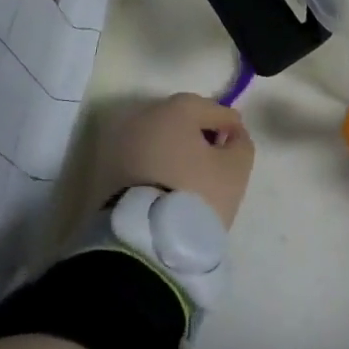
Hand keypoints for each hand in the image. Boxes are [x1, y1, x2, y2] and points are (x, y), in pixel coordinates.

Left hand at [103, 92, 254, 227]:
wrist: (144, 239)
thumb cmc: (197, 193)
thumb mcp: (236, 168)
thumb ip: (241, 143)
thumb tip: (232, 136)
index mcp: (177, 109)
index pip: (213, 109)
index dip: (231, 125)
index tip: (238, 145)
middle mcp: (144, 116)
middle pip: (182, 119)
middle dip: (200, 133)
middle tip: (216, 158)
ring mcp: (121, 141)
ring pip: (159, 138)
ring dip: (176, 149)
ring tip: (192, 175)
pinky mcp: (107, 168)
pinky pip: (142, 158)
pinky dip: (157, 164)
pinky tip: (170, 184)